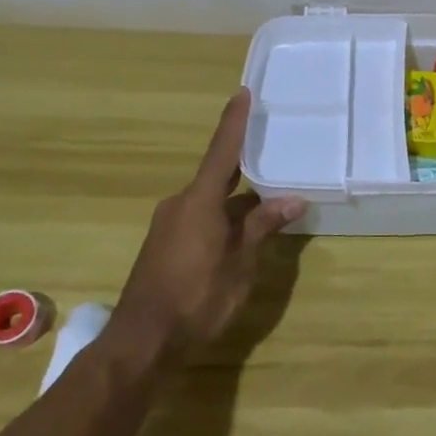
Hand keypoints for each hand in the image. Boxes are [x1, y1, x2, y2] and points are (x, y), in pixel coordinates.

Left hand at [114, 89, 306, 350]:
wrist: (142, 342)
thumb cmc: (197, 297)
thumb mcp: (240, 263)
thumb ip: (263, 227)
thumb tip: (292, 200)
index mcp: (199, 201)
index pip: (222, 151)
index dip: (234, 122)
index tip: (242, 93)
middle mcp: (180, 204)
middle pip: (217, 176)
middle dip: (245, 167)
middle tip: (272, 151)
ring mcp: (169, 225)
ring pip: (211, 202)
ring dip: (238, 202)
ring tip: (270, 202)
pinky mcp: (165, 246)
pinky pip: (201, 219)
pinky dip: (224, 218)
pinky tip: (244, 233)